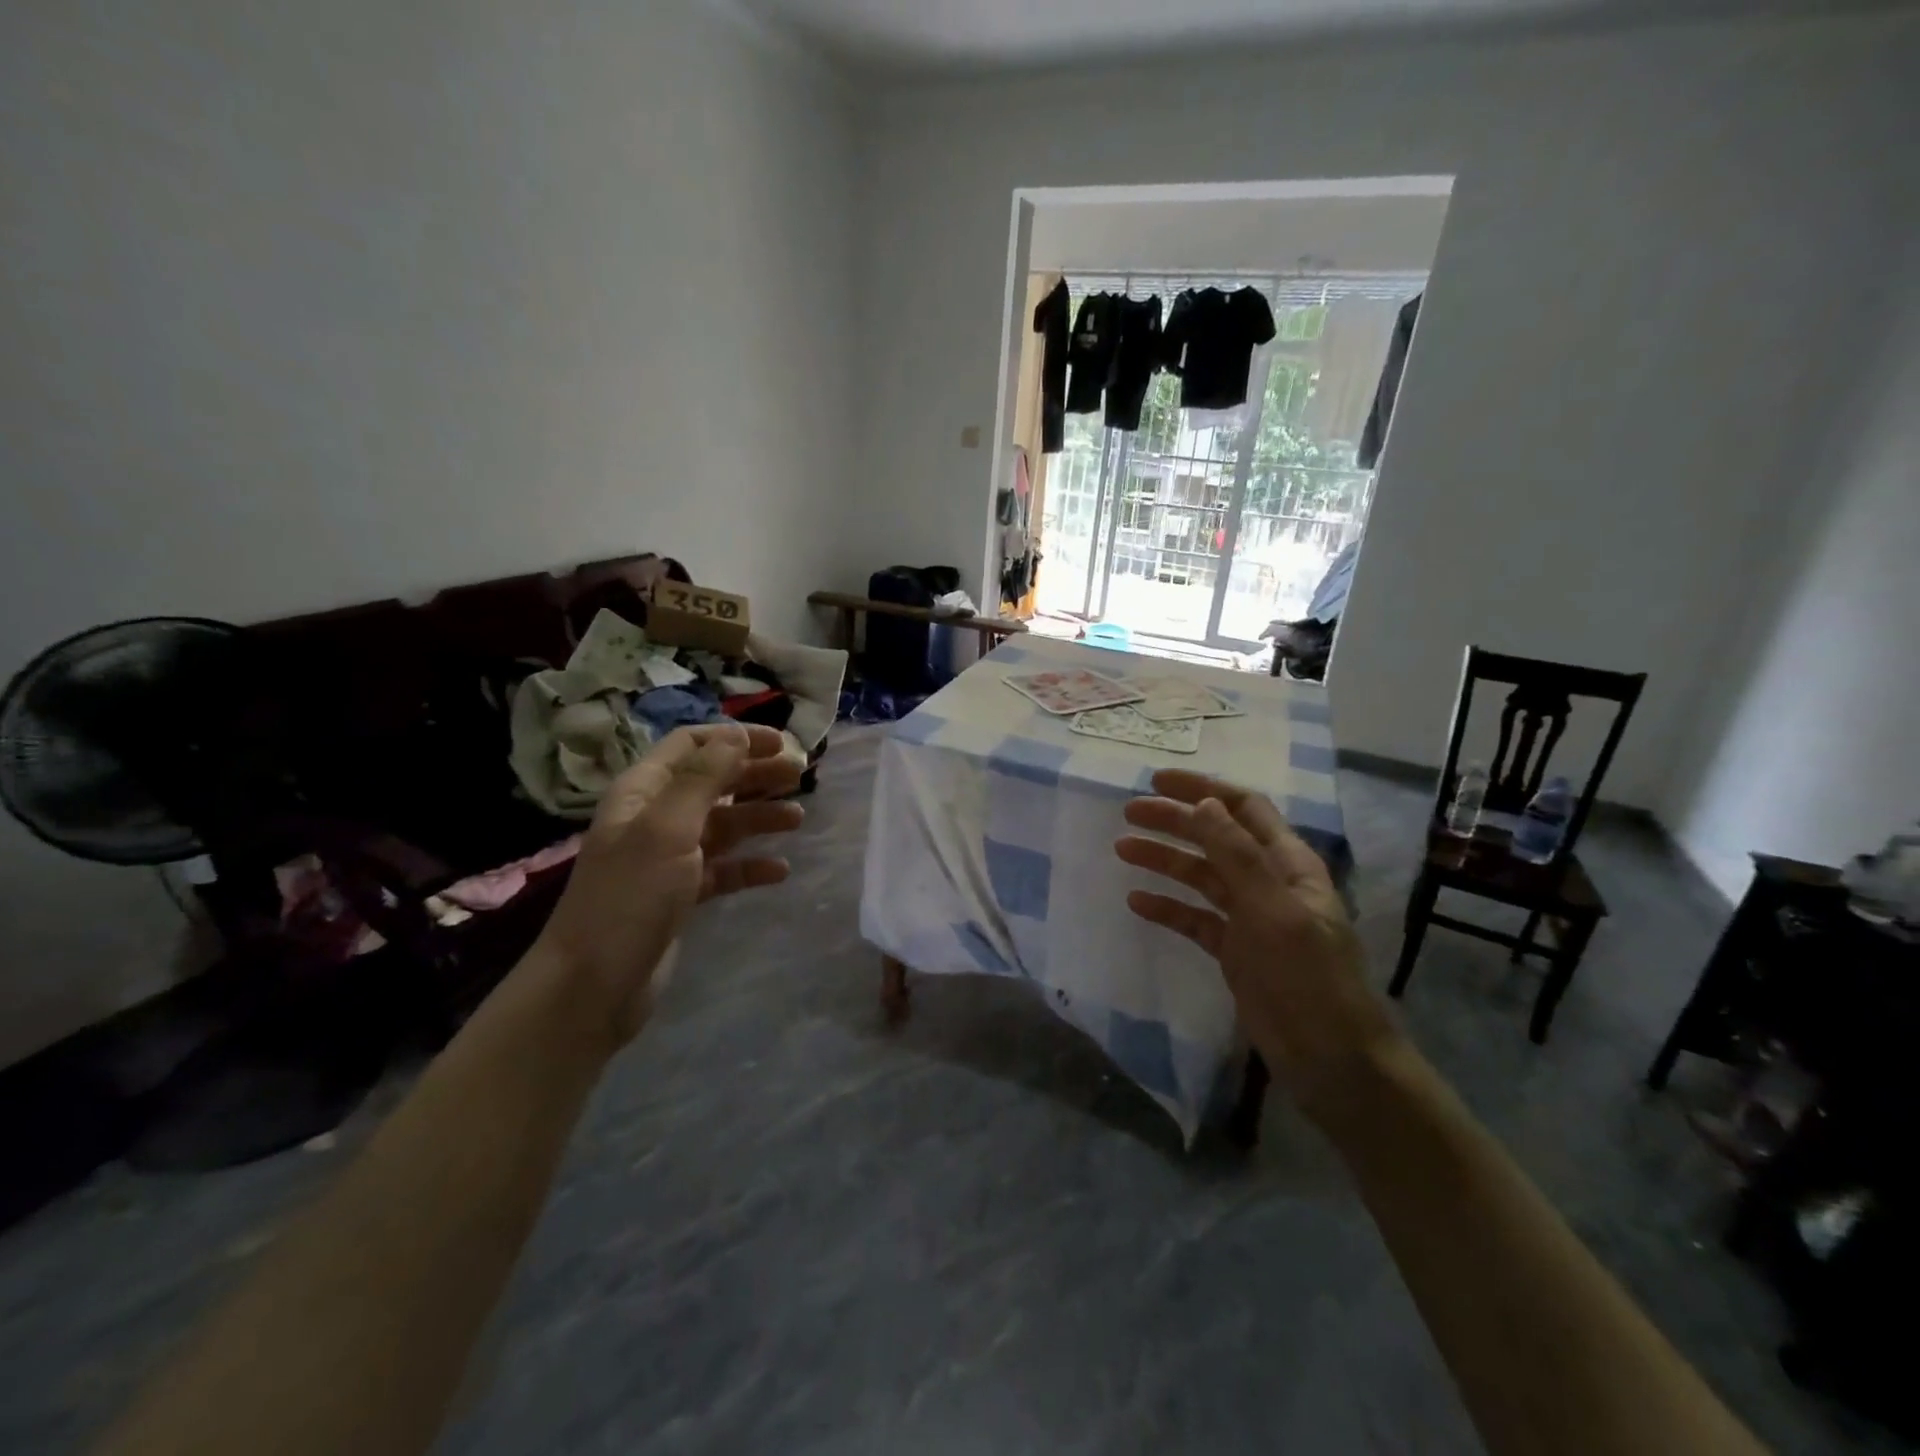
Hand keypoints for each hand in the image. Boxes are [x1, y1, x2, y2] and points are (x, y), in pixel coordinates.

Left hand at [536, 722, 803, 1047]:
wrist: (592, 986)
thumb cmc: (629, 897)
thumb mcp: (667, 829)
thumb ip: (703, 779)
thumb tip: (735, 733)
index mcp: (643, 792)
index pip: (691, 745)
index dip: (735, 738)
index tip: (781, 744)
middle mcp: (655, 818)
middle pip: (713, 782)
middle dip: (755, 774)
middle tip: (800, 776)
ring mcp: (667, 858)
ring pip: (723, 825)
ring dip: (759, 818)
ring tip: (798, 820)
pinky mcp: (680, 895)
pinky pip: (723, 870)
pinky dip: (750, 866)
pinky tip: (779, 871)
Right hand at [1114, 769, 1401, 1118]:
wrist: (1333, 1061)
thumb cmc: (1309, 979)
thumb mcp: (1273, 910)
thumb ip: (1238, 855)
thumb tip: (1204, 802)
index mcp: (1288, 863)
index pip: (1244, 808)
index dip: (1202, 788)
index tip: (1157, 781)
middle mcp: (1268, 882)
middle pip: (1215, 838)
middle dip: (1174, 821)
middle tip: (1128, 814)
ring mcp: (1250, 918)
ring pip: (1201, 876)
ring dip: (1164, 860)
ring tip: (1121, 850)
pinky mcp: (1235, 951)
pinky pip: (1194, 919)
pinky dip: (1167, 907)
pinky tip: (1137, 902)